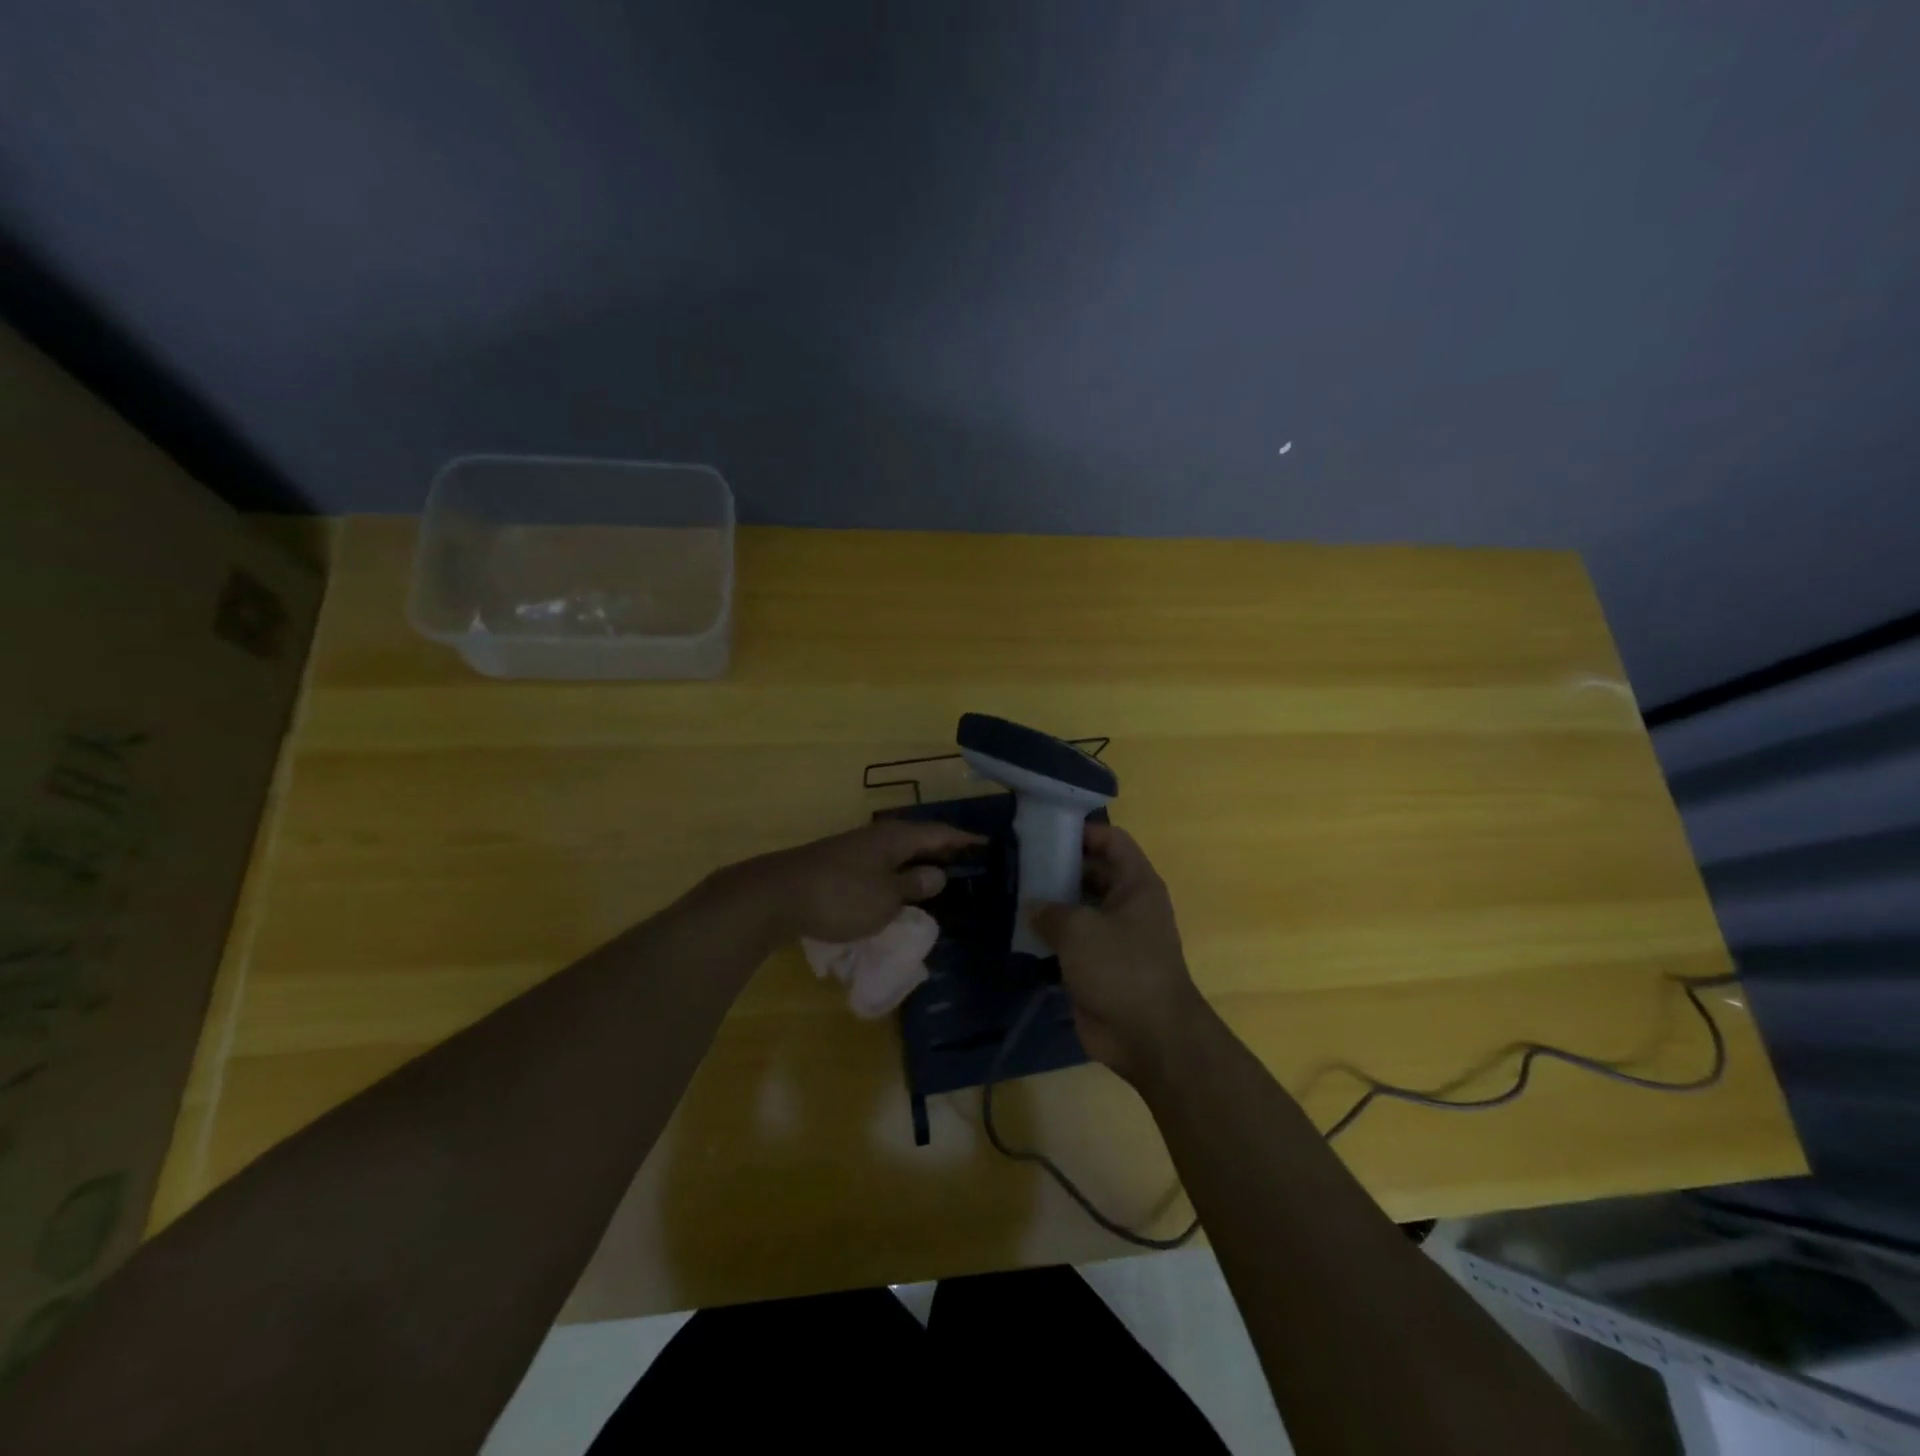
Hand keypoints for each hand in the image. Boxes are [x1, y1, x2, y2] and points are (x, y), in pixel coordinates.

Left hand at [746, 820, 983, 944]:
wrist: (776, 896)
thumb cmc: (840, 896)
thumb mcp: (885, 898)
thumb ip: (913, 885)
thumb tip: (937, 873)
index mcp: (895, 838)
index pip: (939, 833)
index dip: (963, 840)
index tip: (986, 844)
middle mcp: (876, 836)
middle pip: (917, 838)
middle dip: (942, 848)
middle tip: (967, 859)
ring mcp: (853, 849)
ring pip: (896, 851)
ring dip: (917, 861)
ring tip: (937, 875)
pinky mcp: (836, 865)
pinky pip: (879, 864)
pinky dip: (895, 873)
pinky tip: (896, 888)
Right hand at [1030, 825, 1210, 1084]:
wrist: (1149, 1037)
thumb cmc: (1121, 968)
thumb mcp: (1080, 929)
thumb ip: (1051, 910)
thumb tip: (1033, 907)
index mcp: (1136, 884)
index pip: (1112, 840)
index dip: (1082, 831)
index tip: (1044, 832)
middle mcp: (1127, 905)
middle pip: (1092, 872)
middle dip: (1058, 867)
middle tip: (1018, 863)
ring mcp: (1114, 937)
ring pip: (1079, 908)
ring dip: (1051, 903)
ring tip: (1012, 894)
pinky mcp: (1099, 966)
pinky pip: (1072, 941)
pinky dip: (1050, 936)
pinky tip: (1019, 931)